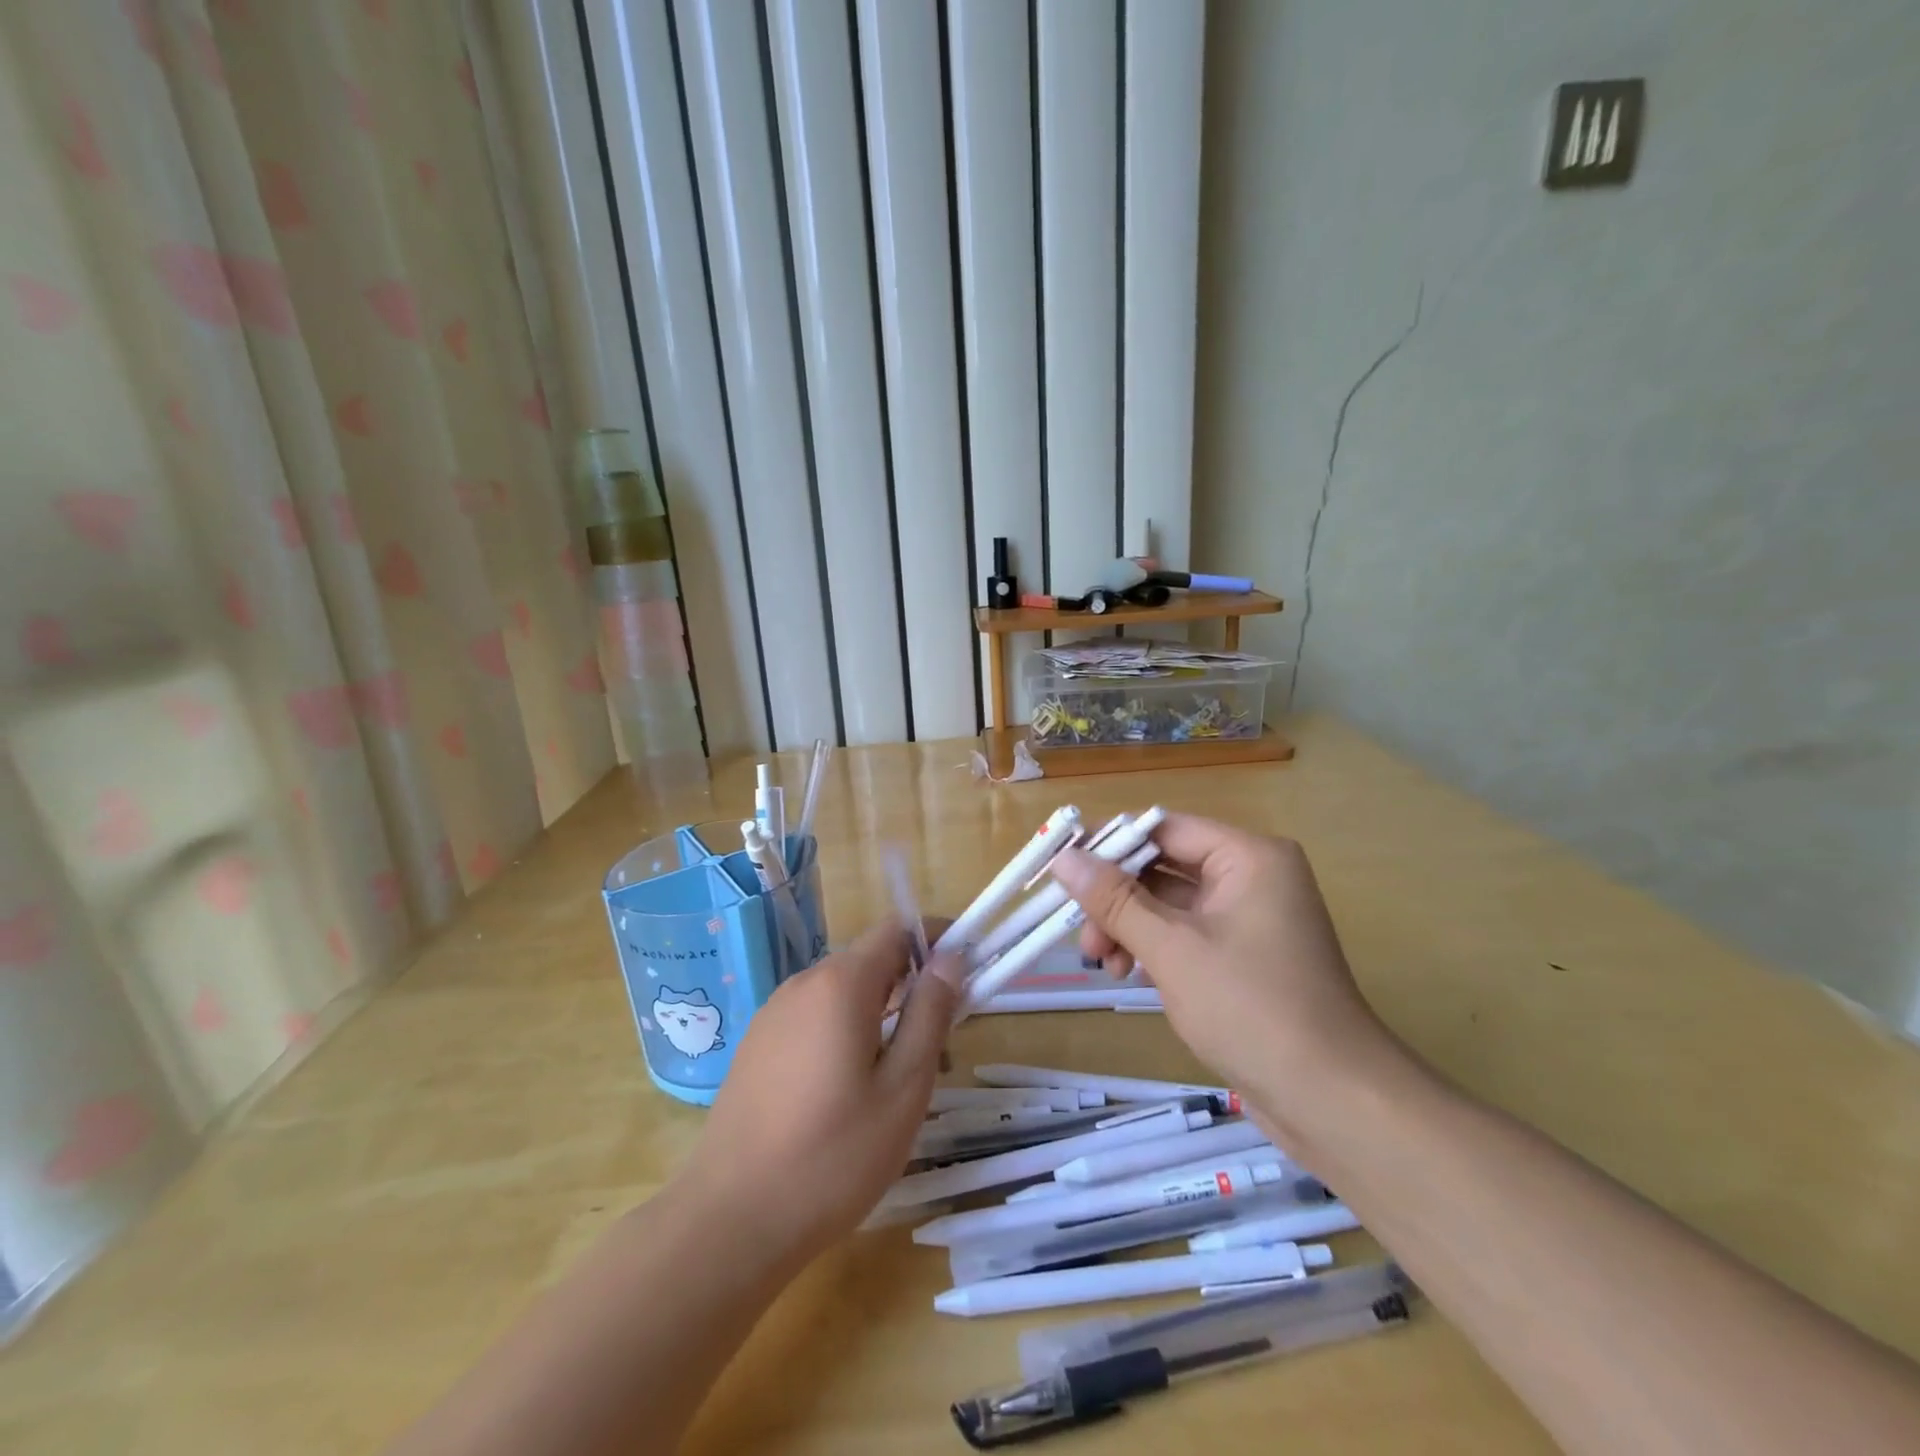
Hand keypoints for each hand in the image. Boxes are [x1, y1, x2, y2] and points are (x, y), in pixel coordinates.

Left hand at [677, 922, 964, 1268]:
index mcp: (841, 983)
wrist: (730, 1222)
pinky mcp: (756, 1044)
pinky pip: (813, 1017)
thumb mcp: (903, 1088)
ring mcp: (773, 1013)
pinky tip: (848, 1090)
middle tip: (939, 1044)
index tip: (965, 971)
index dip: (935, 939)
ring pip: (842, 992)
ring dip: (879, 1012)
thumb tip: (951, 958)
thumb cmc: (833, 1156)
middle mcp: (803, 983)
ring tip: (897, 1076)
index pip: (897, 929)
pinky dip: (845, 1030)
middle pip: (870, 960)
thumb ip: (930, 1013)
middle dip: (911, 985)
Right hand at [1051, 814, 1400, 1111]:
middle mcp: (1252, 876)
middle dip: (1116, 898)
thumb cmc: (1251, 1009)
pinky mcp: (1244, 955)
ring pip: (1169, 903)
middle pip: (1164, 866)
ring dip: (1128, 926)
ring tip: (1100, 963)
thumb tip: (1064, 858)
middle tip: (1080, 933)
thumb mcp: (1172, 949)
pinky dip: (1152, 947)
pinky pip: (1185, 933)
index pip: (1163, 829)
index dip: (1109, 844)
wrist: (1332, 1100)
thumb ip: (1115, 900)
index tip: (1061, 868)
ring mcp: (1249, 918)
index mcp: (1248, 856)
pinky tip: (1125, 972)